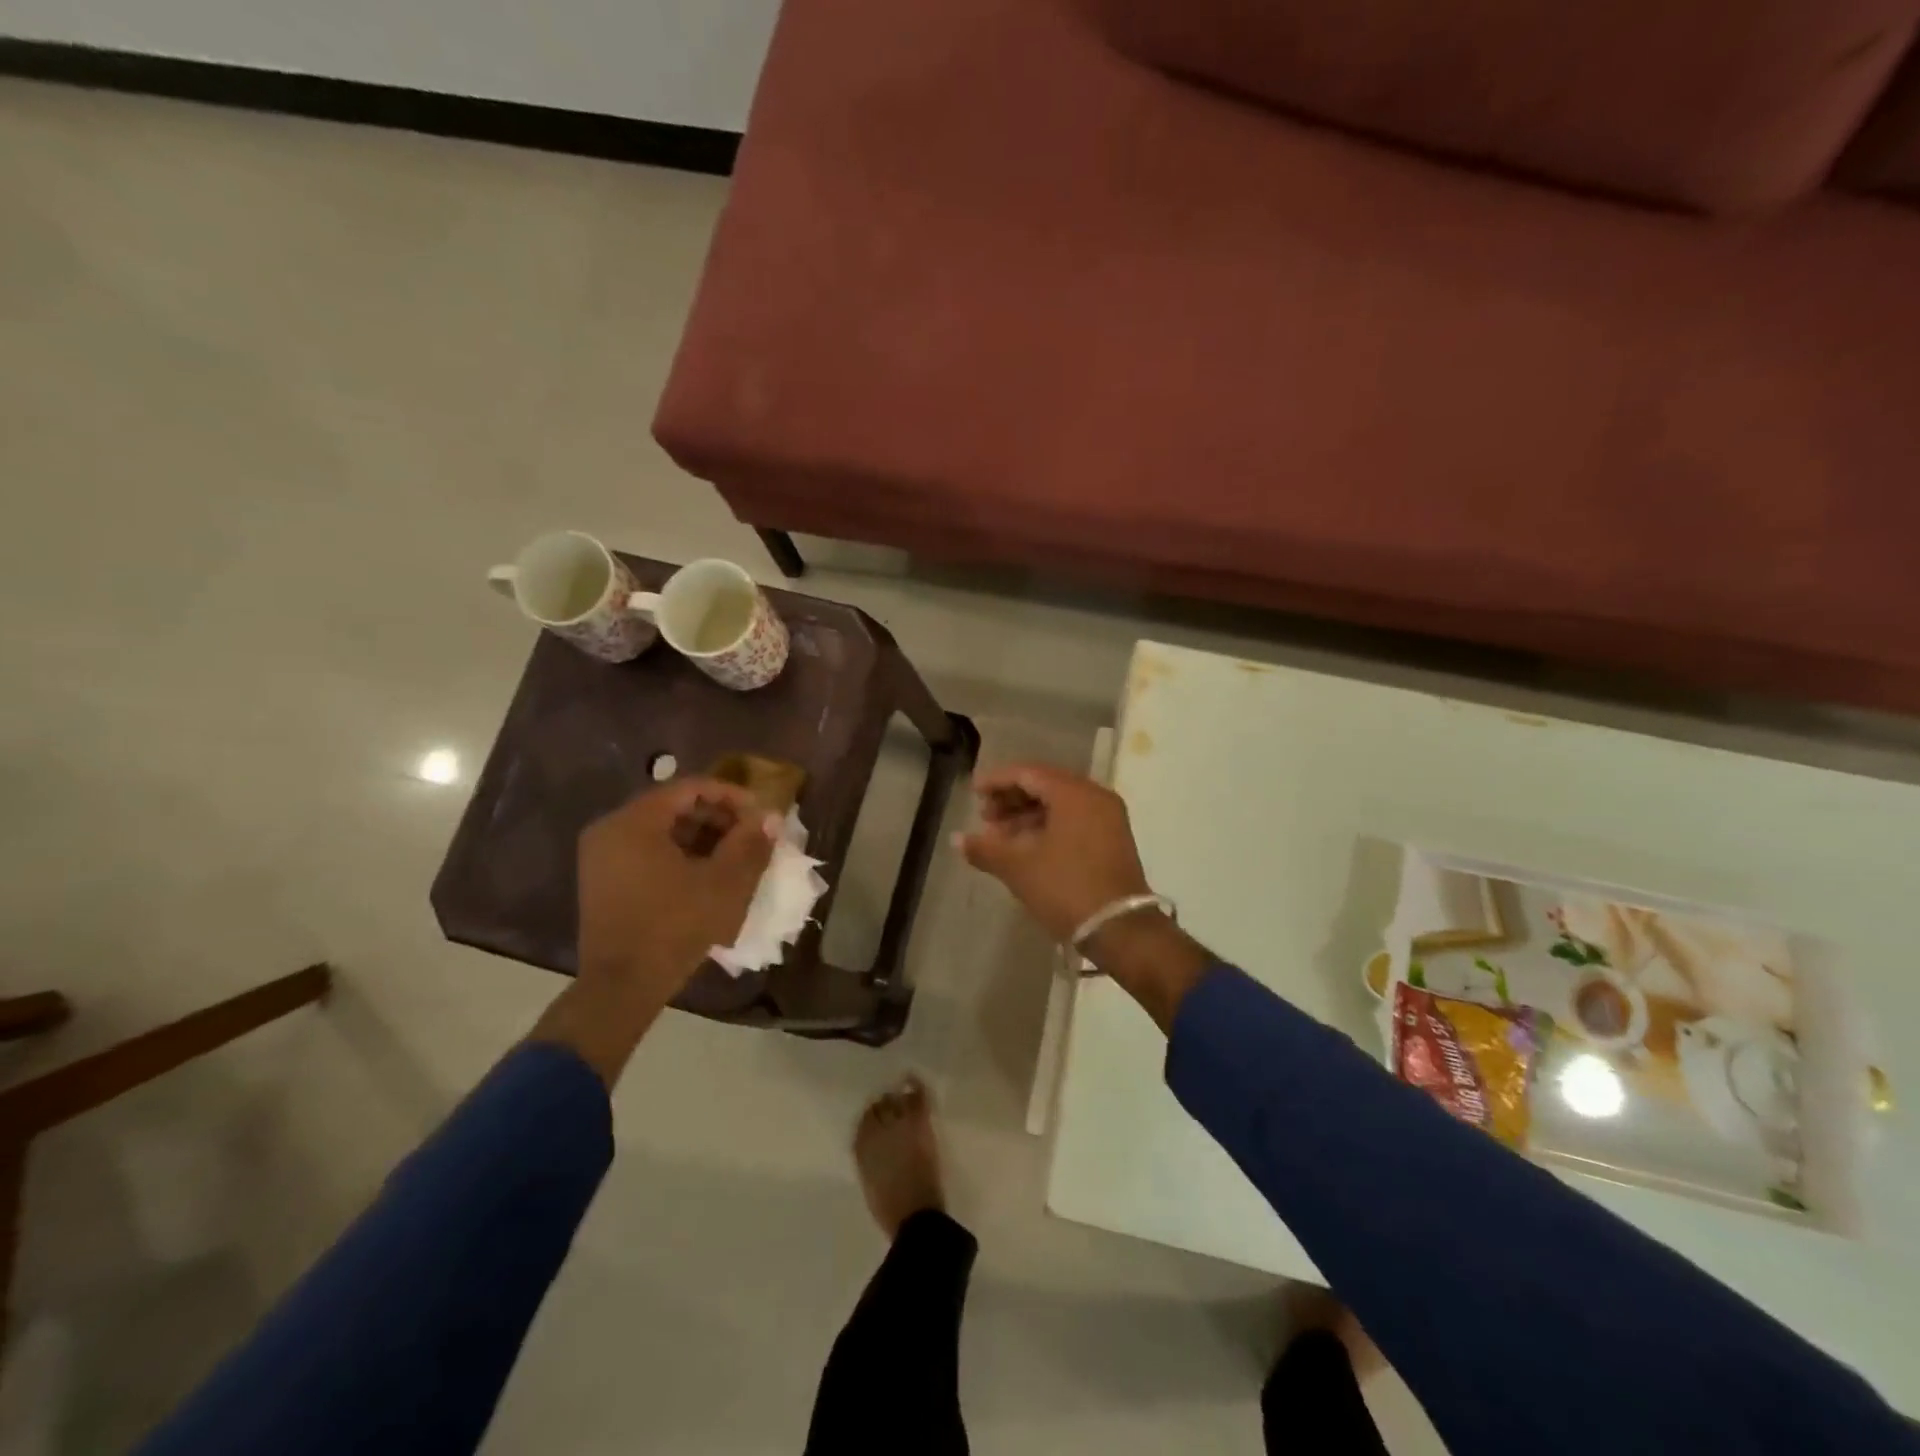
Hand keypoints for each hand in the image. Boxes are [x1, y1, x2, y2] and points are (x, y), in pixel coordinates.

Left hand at [576, 778, 776, 1002]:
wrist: (621, 988)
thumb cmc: (674, 927)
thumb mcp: (723, 884)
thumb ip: (749, 844)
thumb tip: (771, 818)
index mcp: (634, 822)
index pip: (690, 788)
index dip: (731, 796)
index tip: (760, 814)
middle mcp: (611, 829)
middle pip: (673, 806)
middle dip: (718, 817)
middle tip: (751, 836)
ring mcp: (602, 856)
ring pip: (661, 829)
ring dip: (701, 836)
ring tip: (735, 855)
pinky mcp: (604, 880)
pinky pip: (647, 850)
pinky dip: (679, 853)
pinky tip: (707, 873)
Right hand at [956, 763, 1207, 1031]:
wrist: (1121, 930)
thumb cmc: (1066, 889)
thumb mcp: (1019, 868)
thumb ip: (986, 848)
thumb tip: (957, 839)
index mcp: (1074, 793)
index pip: (1028, 773)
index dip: (997, 781)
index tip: (974, 793)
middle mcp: (1095, 797)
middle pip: (1045, 785)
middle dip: (1012, 800)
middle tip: (985, 818)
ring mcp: (1108, 818)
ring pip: (1060, 805)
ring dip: (1027, 816)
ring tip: (1000, 838)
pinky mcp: (1113, 840)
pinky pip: (1074, 820)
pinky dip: (1048, 827)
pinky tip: (1026, 848)